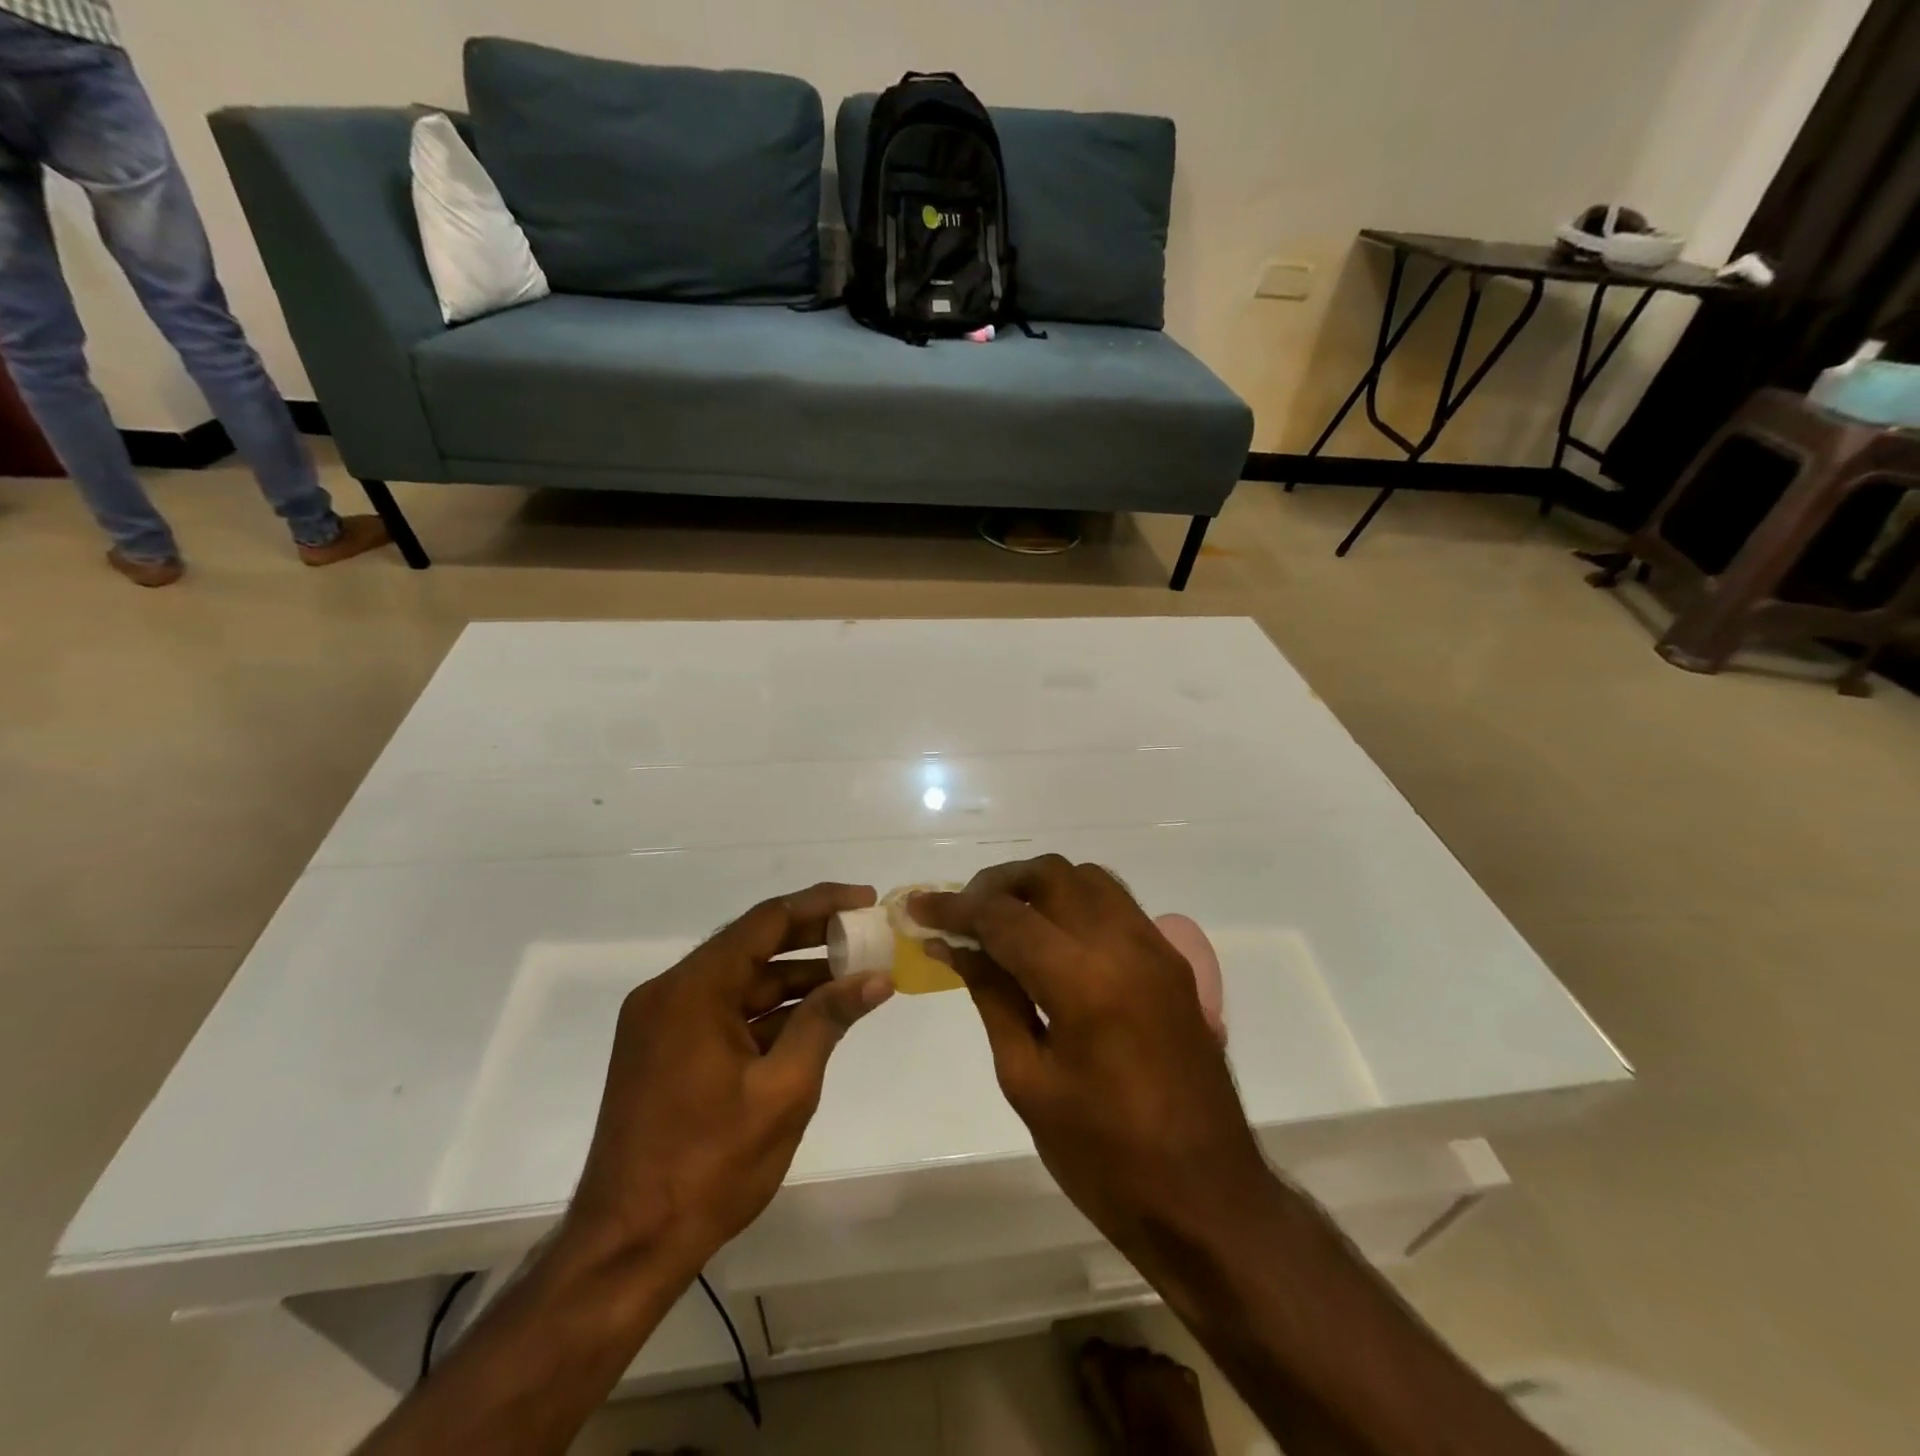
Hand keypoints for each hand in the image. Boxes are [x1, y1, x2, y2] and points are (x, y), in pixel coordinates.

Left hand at [564, 883, 893, 1277]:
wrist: (627, 1247)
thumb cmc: (709, 1167)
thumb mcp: (784, 1090)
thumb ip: (827, 1021)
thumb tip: (876, 977)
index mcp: (693, 990)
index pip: (766, 921)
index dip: (821, 905)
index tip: (865, 900)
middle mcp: (671, 992)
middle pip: (752, 945)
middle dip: (812, 939)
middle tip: (866, 935)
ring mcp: (664, 1022)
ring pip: (741, 981)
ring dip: (794, 978)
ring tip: (852, 976)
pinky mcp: (665, 1050)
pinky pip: (725, 1011)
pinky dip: (768, 1011)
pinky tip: (813, 1016)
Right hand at [913, 858, 1269, 1253]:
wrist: (1206, 1198)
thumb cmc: (1104, 1157)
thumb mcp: (1027, 1080)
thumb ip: (992, 995)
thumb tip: (953, 946)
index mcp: (1083, 980)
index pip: (1005, 916)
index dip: (955, 907)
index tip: (920, 907)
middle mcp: (1124, 944)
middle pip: (1050, 875)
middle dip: (997, 884)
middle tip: (962, 915)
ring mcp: (1156, 948)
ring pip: (1087, 878)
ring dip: (1038, 886)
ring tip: (1004, 922)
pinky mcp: (1172, 962)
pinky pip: (1116, 904)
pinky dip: (1075, 902)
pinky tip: (1052, 939)